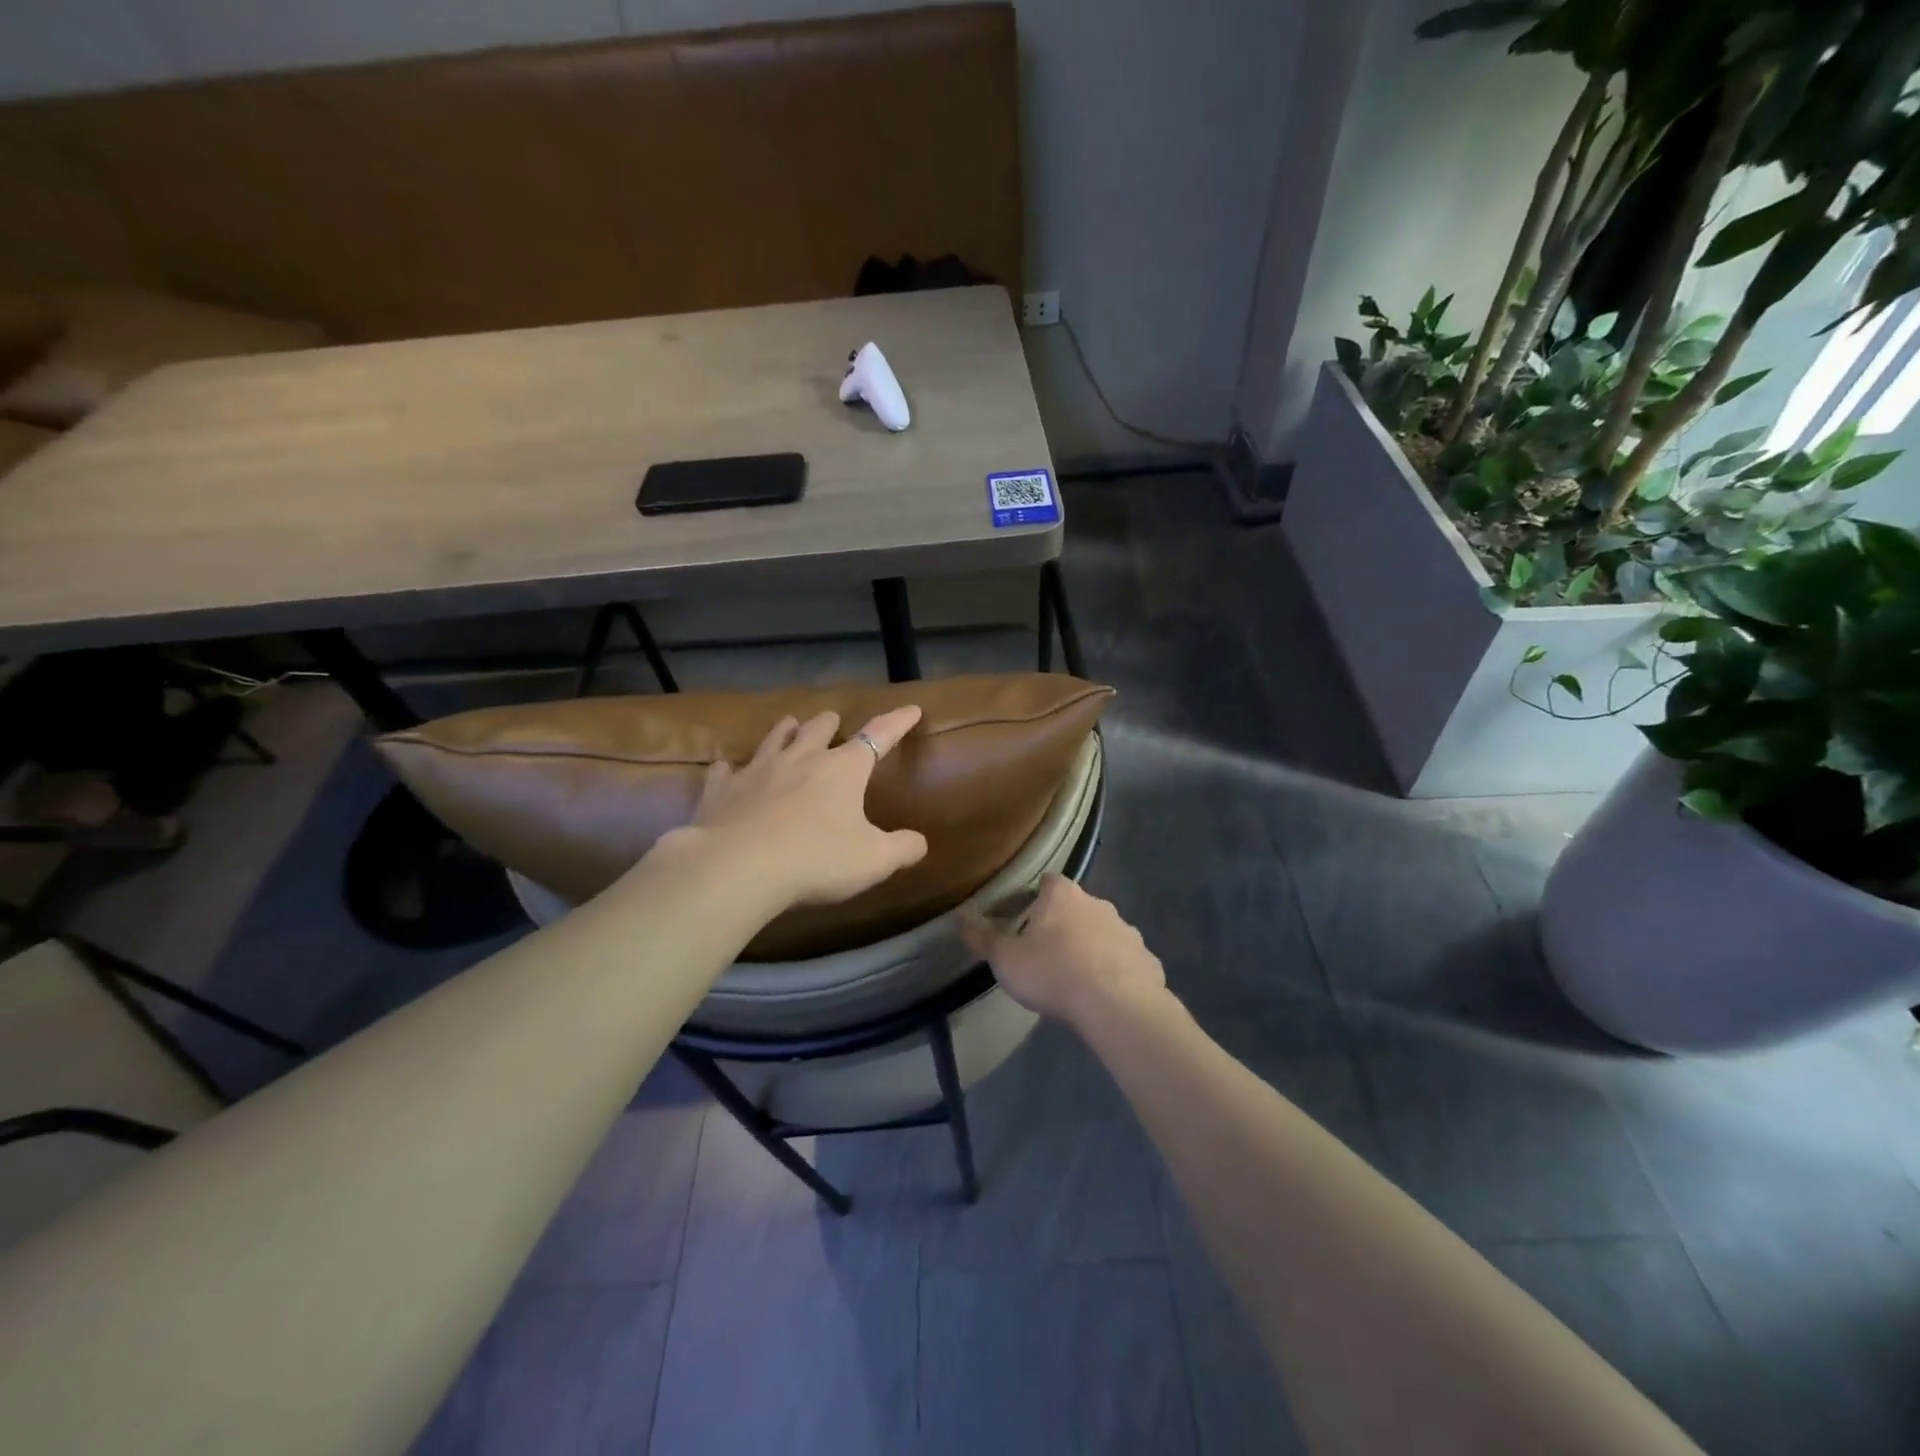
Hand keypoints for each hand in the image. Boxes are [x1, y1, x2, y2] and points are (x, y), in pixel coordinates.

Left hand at [676, 705, 928, 911]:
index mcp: (843, 769)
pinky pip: (727, 770)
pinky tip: (728, 769)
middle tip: (833, 720)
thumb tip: (920, 842)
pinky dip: (732, 769)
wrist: (738, 867)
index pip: (879, 735)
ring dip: (786, 731)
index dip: (898, 722)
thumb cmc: (816, 859)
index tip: (911, 708)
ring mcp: (758, 770)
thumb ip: (902, 849)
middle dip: (830, 723)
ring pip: (775, 738)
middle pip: (819, 728)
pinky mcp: (722, 790)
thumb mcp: (874, 860)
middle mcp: (802, 759)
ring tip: (790, 725)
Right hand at [960, 875, 1165, 1025]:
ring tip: (1075, 978)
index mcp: (1062, 895)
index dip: (1034, 898)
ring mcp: (1126, 930)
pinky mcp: (1146, 959)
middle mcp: (1098, 903)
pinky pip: (1125, 960)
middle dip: (1063, 924)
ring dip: (1090, 947)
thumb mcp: (1006, 959)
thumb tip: (960, 915)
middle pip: (1076, 906)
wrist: (1116, 1005)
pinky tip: (1104, 996)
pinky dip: (1115, 971)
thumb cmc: (1053, 973)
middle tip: (1046, 953)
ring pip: (1103, 933)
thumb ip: (982, 937)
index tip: (1024, 919)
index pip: (1047, 882)